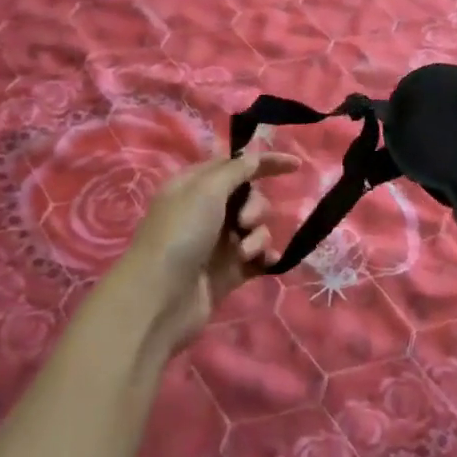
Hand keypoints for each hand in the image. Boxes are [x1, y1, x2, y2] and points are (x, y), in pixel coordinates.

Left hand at [107, 148, 300, 357]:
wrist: (160, 299)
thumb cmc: (180, 234)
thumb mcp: (206, 190)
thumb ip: (236, 170)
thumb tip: (255, 157)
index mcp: (195, 186)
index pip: (236, 165)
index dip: (265, 162)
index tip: (296, 165)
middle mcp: (207, 211)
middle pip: (250, 197)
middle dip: (256, 207)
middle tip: (243, 222)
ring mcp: (217, 243)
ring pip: (256, 228)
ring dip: (257, 236)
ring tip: (243, 253)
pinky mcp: (228, 272)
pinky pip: (257, 256)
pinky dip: (264, 257)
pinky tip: (265, 263)